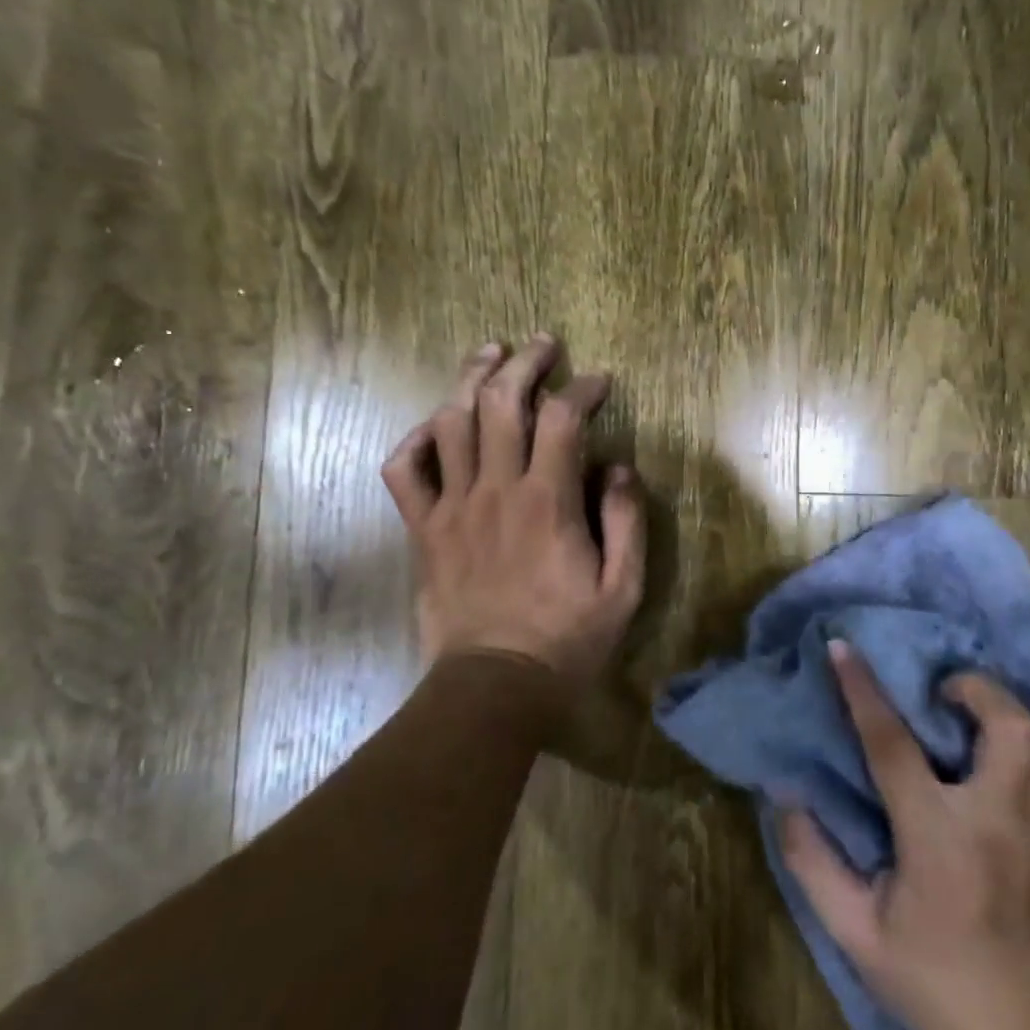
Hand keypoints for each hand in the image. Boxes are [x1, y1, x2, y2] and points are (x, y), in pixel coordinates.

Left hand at [380, 335, 646, 714]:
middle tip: (542, 343)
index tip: (599, 381)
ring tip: (489, 355)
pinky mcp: (423, 530)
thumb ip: (627, 522)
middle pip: (502, 402)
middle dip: (524, 362)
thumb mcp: (623, 589)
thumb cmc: (566, 640)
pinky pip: (403, 471)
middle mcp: (495, 490)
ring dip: (470, 379)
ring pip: (450, 422)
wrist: (493, 686)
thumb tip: (619, 468)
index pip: (563, 419)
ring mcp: (452, 507)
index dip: (582, 389)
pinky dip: (414, 440)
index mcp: (548, 501)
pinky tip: (434, 426)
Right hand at [780, 640, 1029, 1029]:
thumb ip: (811, 860)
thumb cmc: (926, 981)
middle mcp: (998, 821)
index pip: (891, 741)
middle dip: (972, 688)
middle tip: (944, 698)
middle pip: (1005, 720)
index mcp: (935, 834)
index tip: (844, 647)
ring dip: (1015, 716)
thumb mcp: (852, 929)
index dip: (862, 687)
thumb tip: (784, 796)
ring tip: (986, 722)